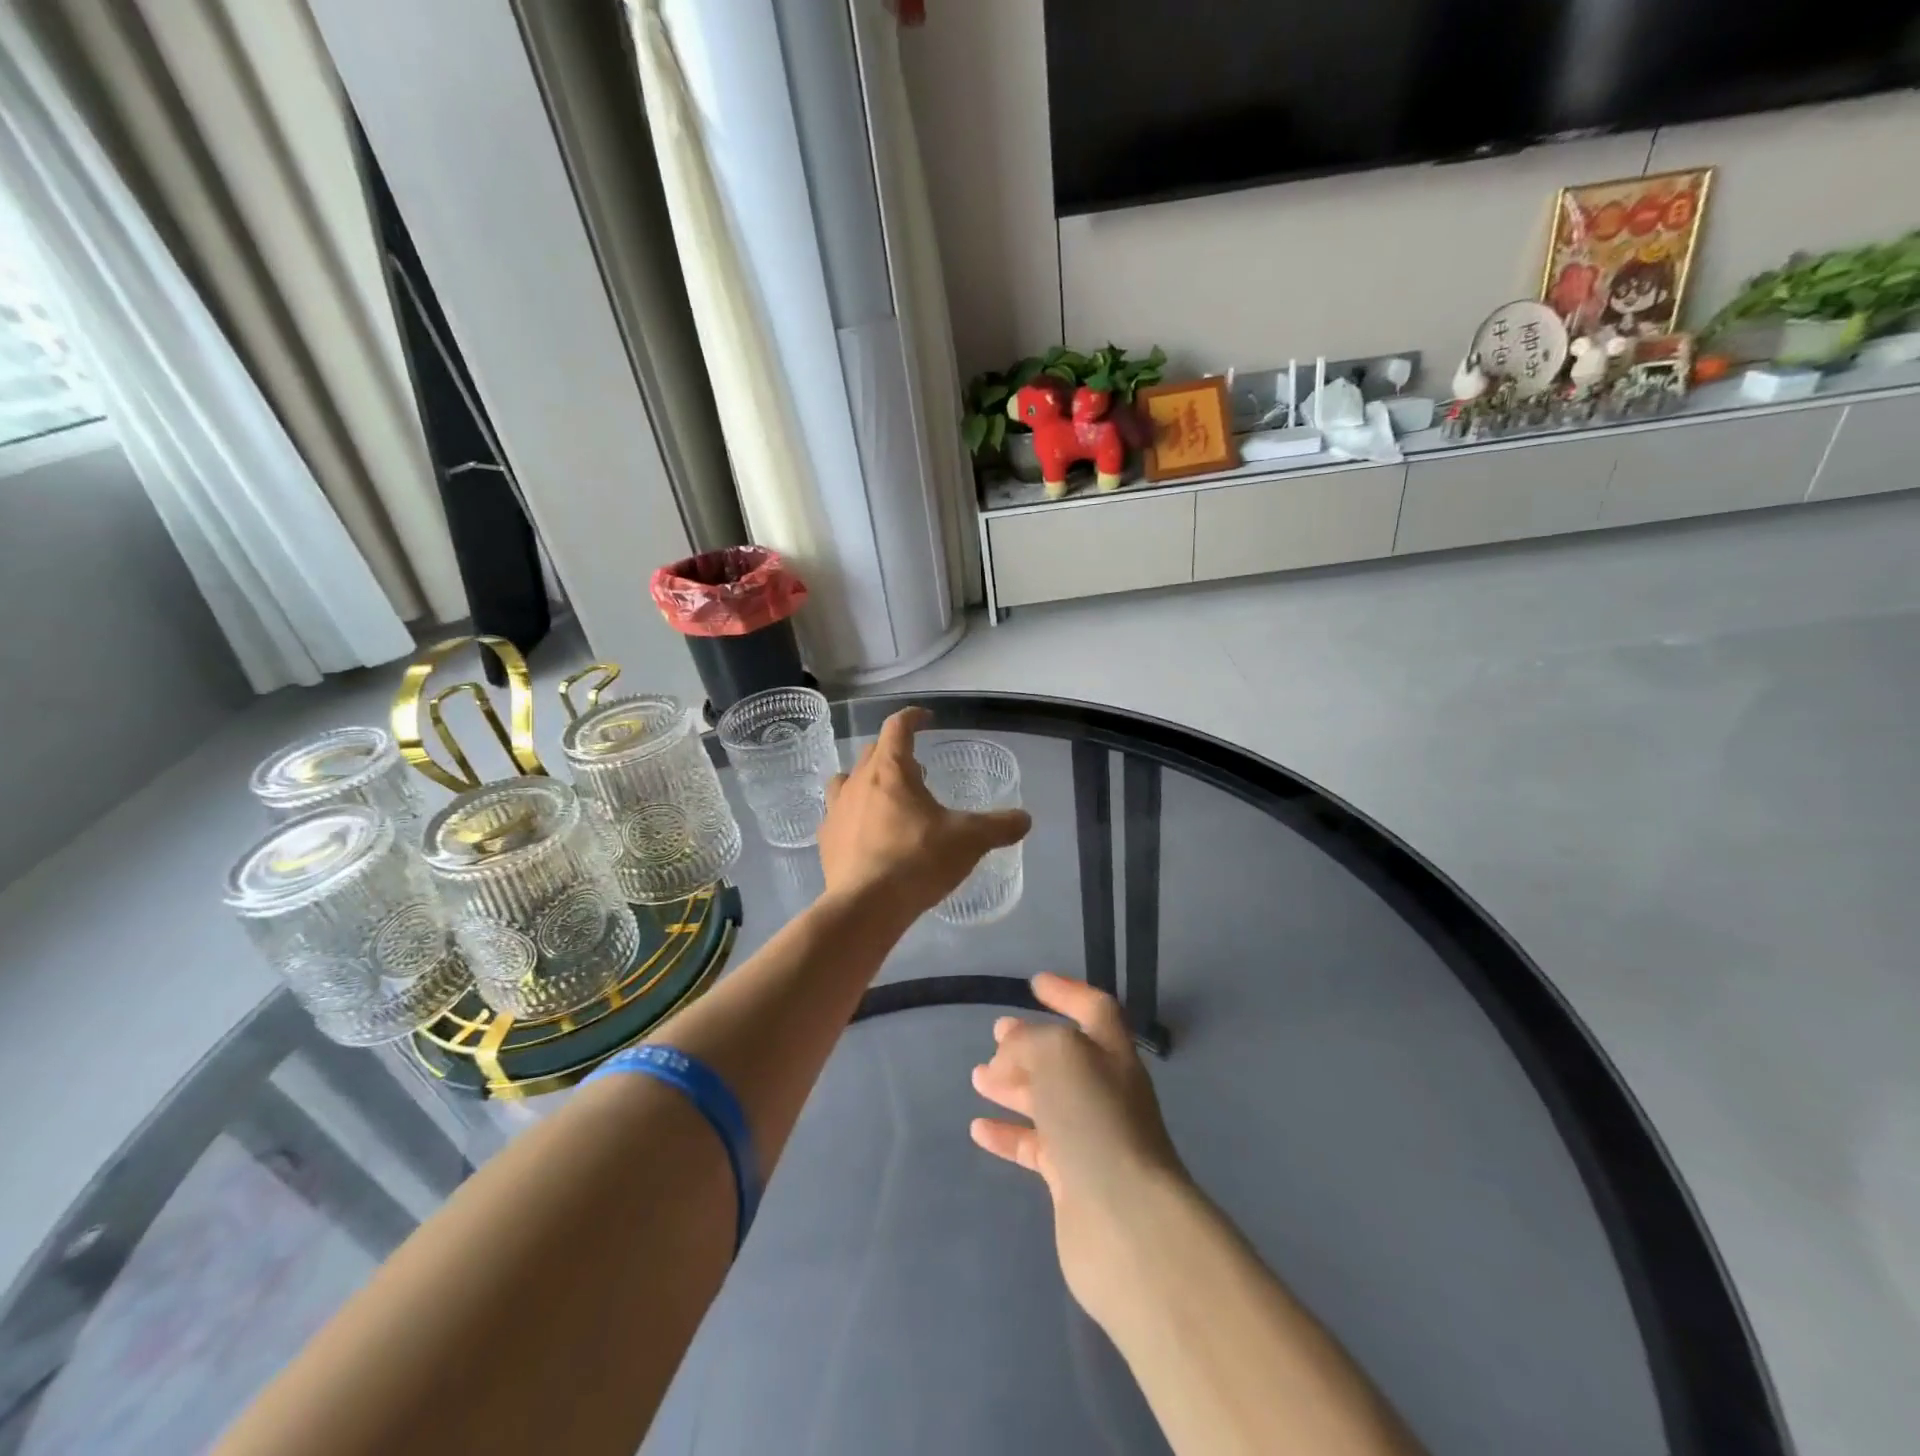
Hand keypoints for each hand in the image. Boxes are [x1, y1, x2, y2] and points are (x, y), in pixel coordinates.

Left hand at [817, 708, 1030, 921]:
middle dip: (895, 755)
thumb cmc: (918, 860)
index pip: (898, 727)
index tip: (926, 719)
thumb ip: (999, 826)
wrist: (866, 906)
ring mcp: (836, 810)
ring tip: (887, 800)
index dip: (913, 718)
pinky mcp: (826, 839)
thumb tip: (1024, 819)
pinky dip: (853, 815)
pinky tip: (867, 834)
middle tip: (918, 773)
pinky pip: (838, 814)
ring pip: (848, 780)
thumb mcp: (969, 841)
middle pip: (873, 753)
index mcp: (890, 770)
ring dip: (867, 781)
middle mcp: (858, 781)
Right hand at [970, 973, 1188, 1327]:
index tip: (1035, 983)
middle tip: (995, 1034)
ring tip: (977, 1078)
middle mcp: (1105, 1090)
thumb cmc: (1095, 1119)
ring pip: (1047, 1100)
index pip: (1094, 1009)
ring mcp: (1090, 1137)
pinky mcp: (1073, 1180)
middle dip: (1030, 1042)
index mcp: (1111, 1053)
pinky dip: (1008, 1134)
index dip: (1068, 992)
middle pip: (1066, 1056)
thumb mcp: (1058, 1054)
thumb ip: (1028, 1042)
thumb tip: (1007, 1057)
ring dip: (1013, 1085)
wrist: (1125, 1221)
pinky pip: (1035, 1146)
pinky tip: (979, 1129)